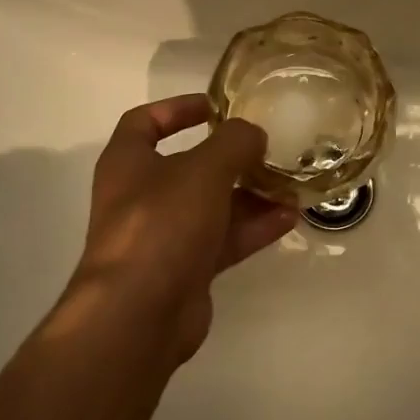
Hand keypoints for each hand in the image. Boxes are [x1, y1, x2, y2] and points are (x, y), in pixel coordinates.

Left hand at [66, 95, 298, 363]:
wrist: (139, 313)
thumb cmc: (161, 223)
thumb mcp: (202, 169)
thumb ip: (233, 142)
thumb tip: (253, 134)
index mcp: (128, 162)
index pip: (145, 121)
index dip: (178, 108)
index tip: (217, 106)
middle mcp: (141, 196)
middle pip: (189, 167)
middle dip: (230, 158)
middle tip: (268, 150)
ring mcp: (163, 235)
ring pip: (212, 206)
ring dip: (250, 195)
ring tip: (291, 186)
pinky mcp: (185, 270)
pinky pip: (223, 240)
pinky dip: (253, 228)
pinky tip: (289, 218)